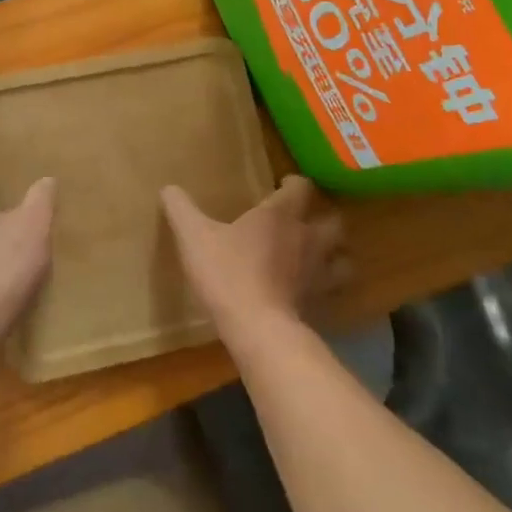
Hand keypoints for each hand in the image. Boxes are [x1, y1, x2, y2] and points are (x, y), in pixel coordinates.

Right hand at [161, 175, 346, 344]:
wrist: (257, 328)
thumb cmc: (227, 272)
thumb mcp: (194, 237)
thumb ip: (181, 210)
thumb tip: (168, 188)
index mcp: (280, 215)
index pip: (301, 188)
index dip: (294, 184)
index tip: (283, 185)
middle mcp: (307, 239)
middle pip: (333, 221)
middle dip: (324, 218)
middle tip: (306, 221)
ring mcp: (318, 274)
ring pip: (343, 259)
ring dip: (335, 255)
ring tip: (319, 257)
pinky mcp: (319, 304)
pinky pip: (332, 292)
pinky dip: (327, 289)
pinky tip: (310, 293)